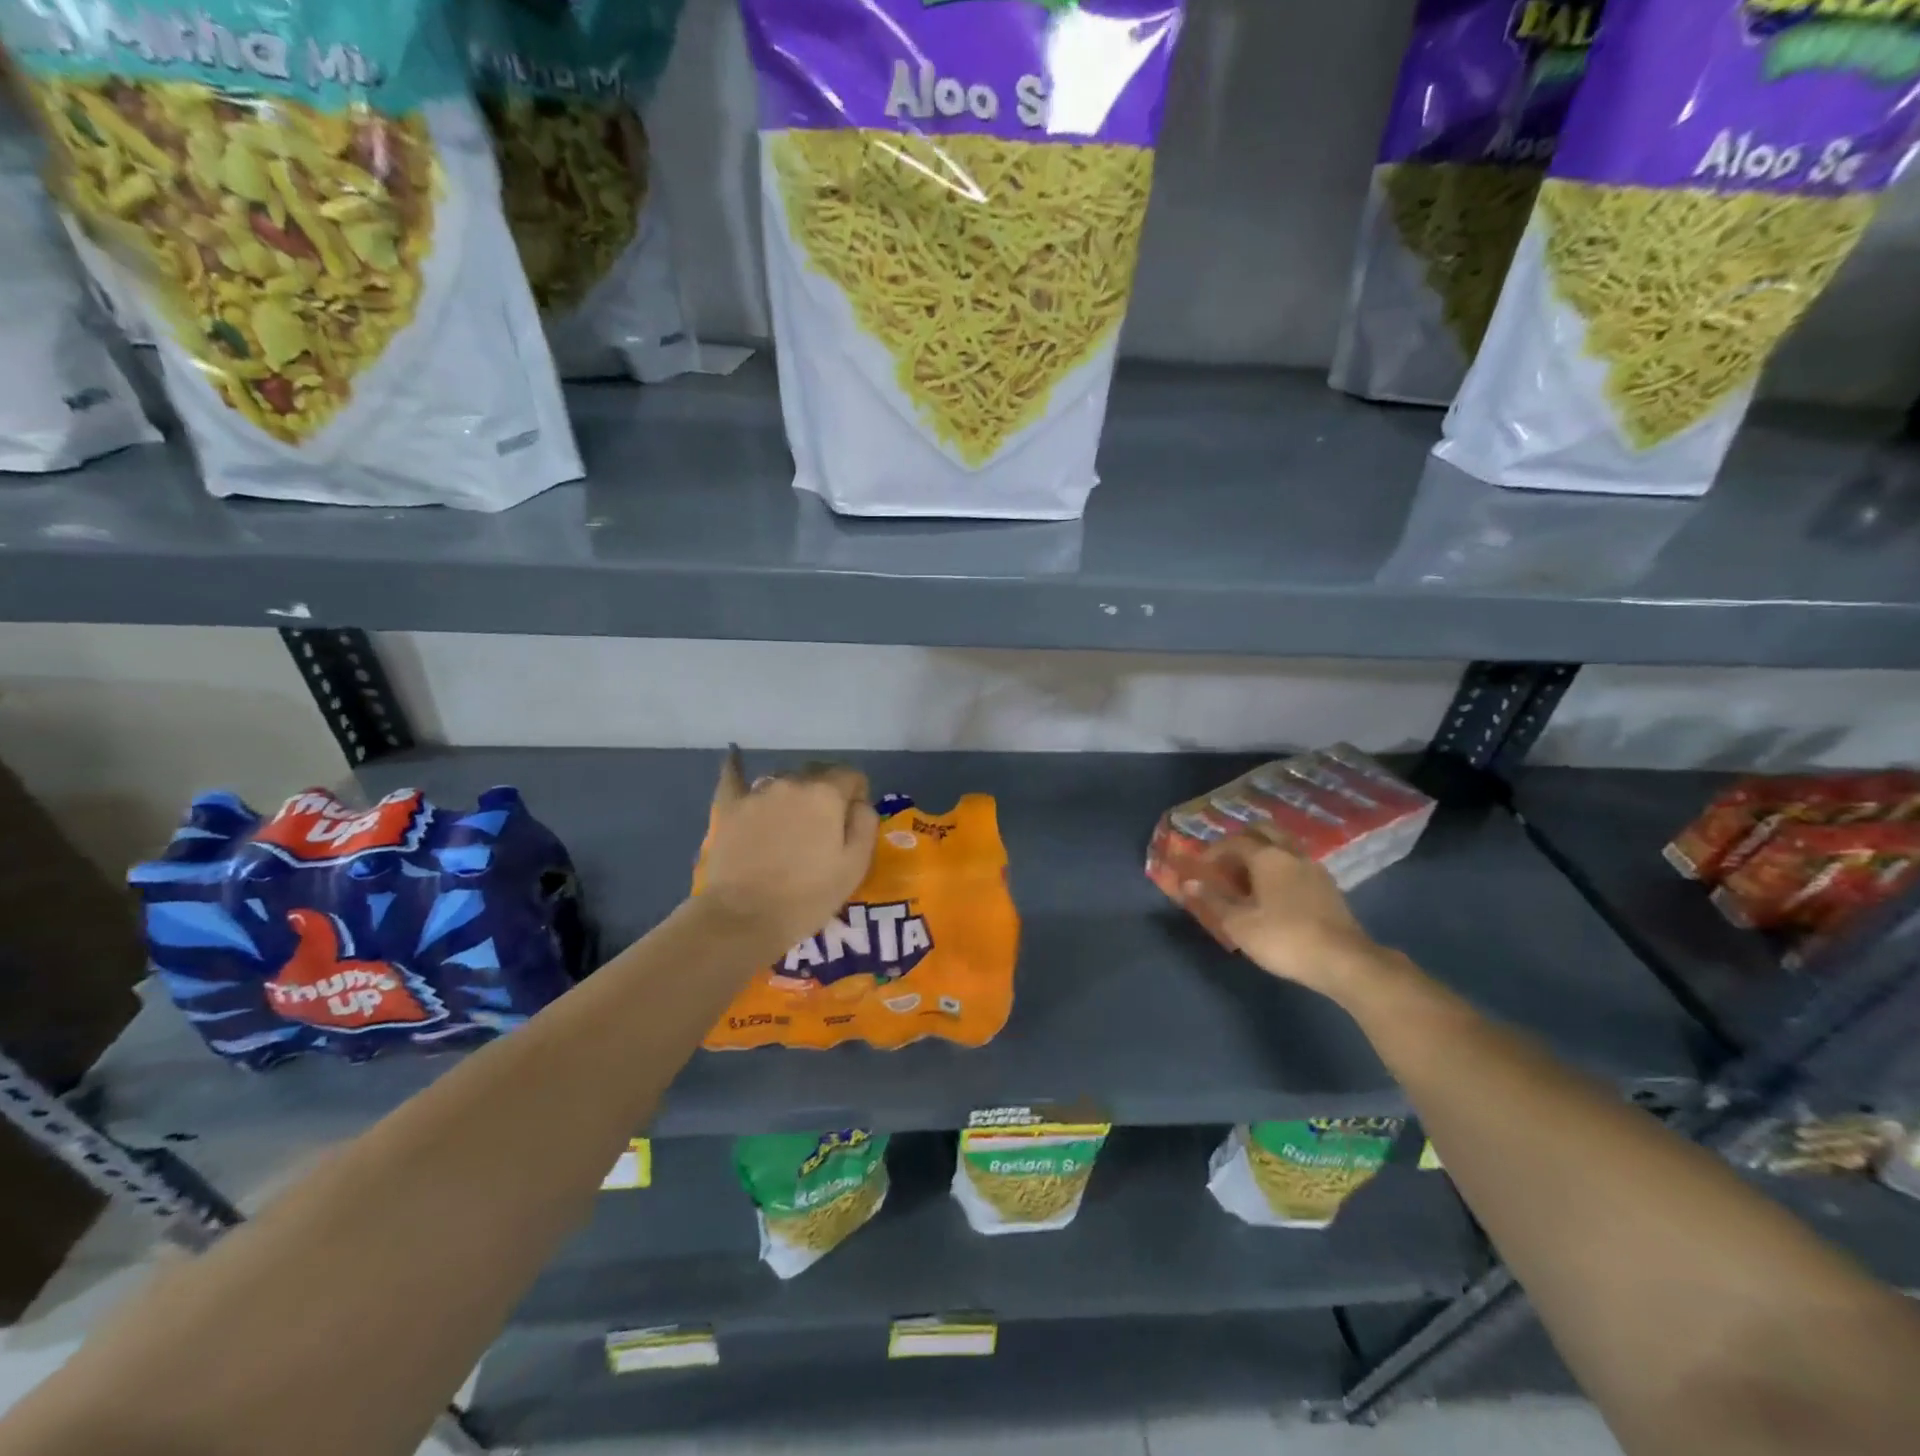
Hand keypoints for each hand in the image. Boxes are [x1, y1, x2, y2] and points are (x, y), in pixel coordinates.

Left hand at [696, 748, 878, 953]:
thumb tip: (859, 803)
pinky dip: (737, 770)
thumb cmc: (808, 896)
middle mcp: (792, 783)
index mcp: (826, 794)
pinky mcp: (728, 808)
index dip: (857, 796)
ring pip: (783, 782)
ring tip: (787, 826)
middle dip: (825, 795)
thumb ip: (865, 824)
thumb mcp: (855, 866)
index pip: (851, 776)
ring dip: (792, 796)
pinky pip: (734, 778)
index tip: (852, 824)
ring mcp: (756, 793)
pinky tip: (734, 758)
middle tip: (822, 830)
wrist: (744, 918)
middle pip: (817, 776)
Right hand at [1186, 835, 1395, 998]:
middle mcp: (1291, 854)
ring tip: (1248, 877)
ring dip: (1263, 853)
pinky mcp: (1328, 886)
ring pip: (1283, 846)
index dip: (1213, 851)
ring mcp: (1314, 868)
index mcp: (1267, 857)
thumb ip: (1213, 900)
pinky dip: (1280, 867)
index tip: (1200, 867)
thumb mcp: (1239, 924)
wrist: (1344, 961)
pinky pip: (1296, 864)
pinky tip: (1274, 891)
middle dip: (1241, 840)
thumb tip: (1188, 883)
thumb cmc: (1284, 938)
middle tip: (1226, 861)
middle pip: (1263, 832)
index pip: (1234, 842)